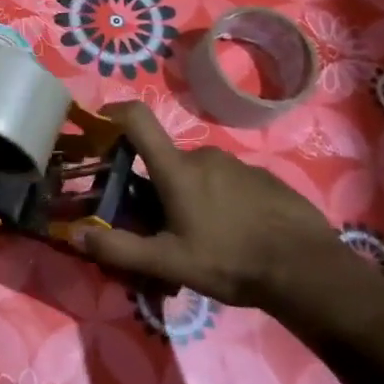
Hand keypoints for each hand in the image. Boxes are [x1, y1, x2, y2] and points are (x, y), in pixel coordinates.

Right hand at [78, 101, 354, 307]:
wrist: (308, 270)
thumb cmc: (230, 261)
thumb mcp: (169, 263)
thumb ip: (119, 249)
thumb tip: (75, 236)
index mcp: (176, 169)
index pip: (138, 120)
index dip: (115, 112)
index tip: (101, 121)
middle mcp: (205, 156)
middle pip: (167, 161)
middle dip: (158, 186)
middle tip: (162, 226)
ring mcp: (239, 164)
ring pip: (200, 174)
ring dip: (192, 196)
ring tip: (202, 238)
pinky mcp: (265, 178)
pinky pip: (230, 183)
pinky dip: (222, 201)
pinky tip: (235, 234)